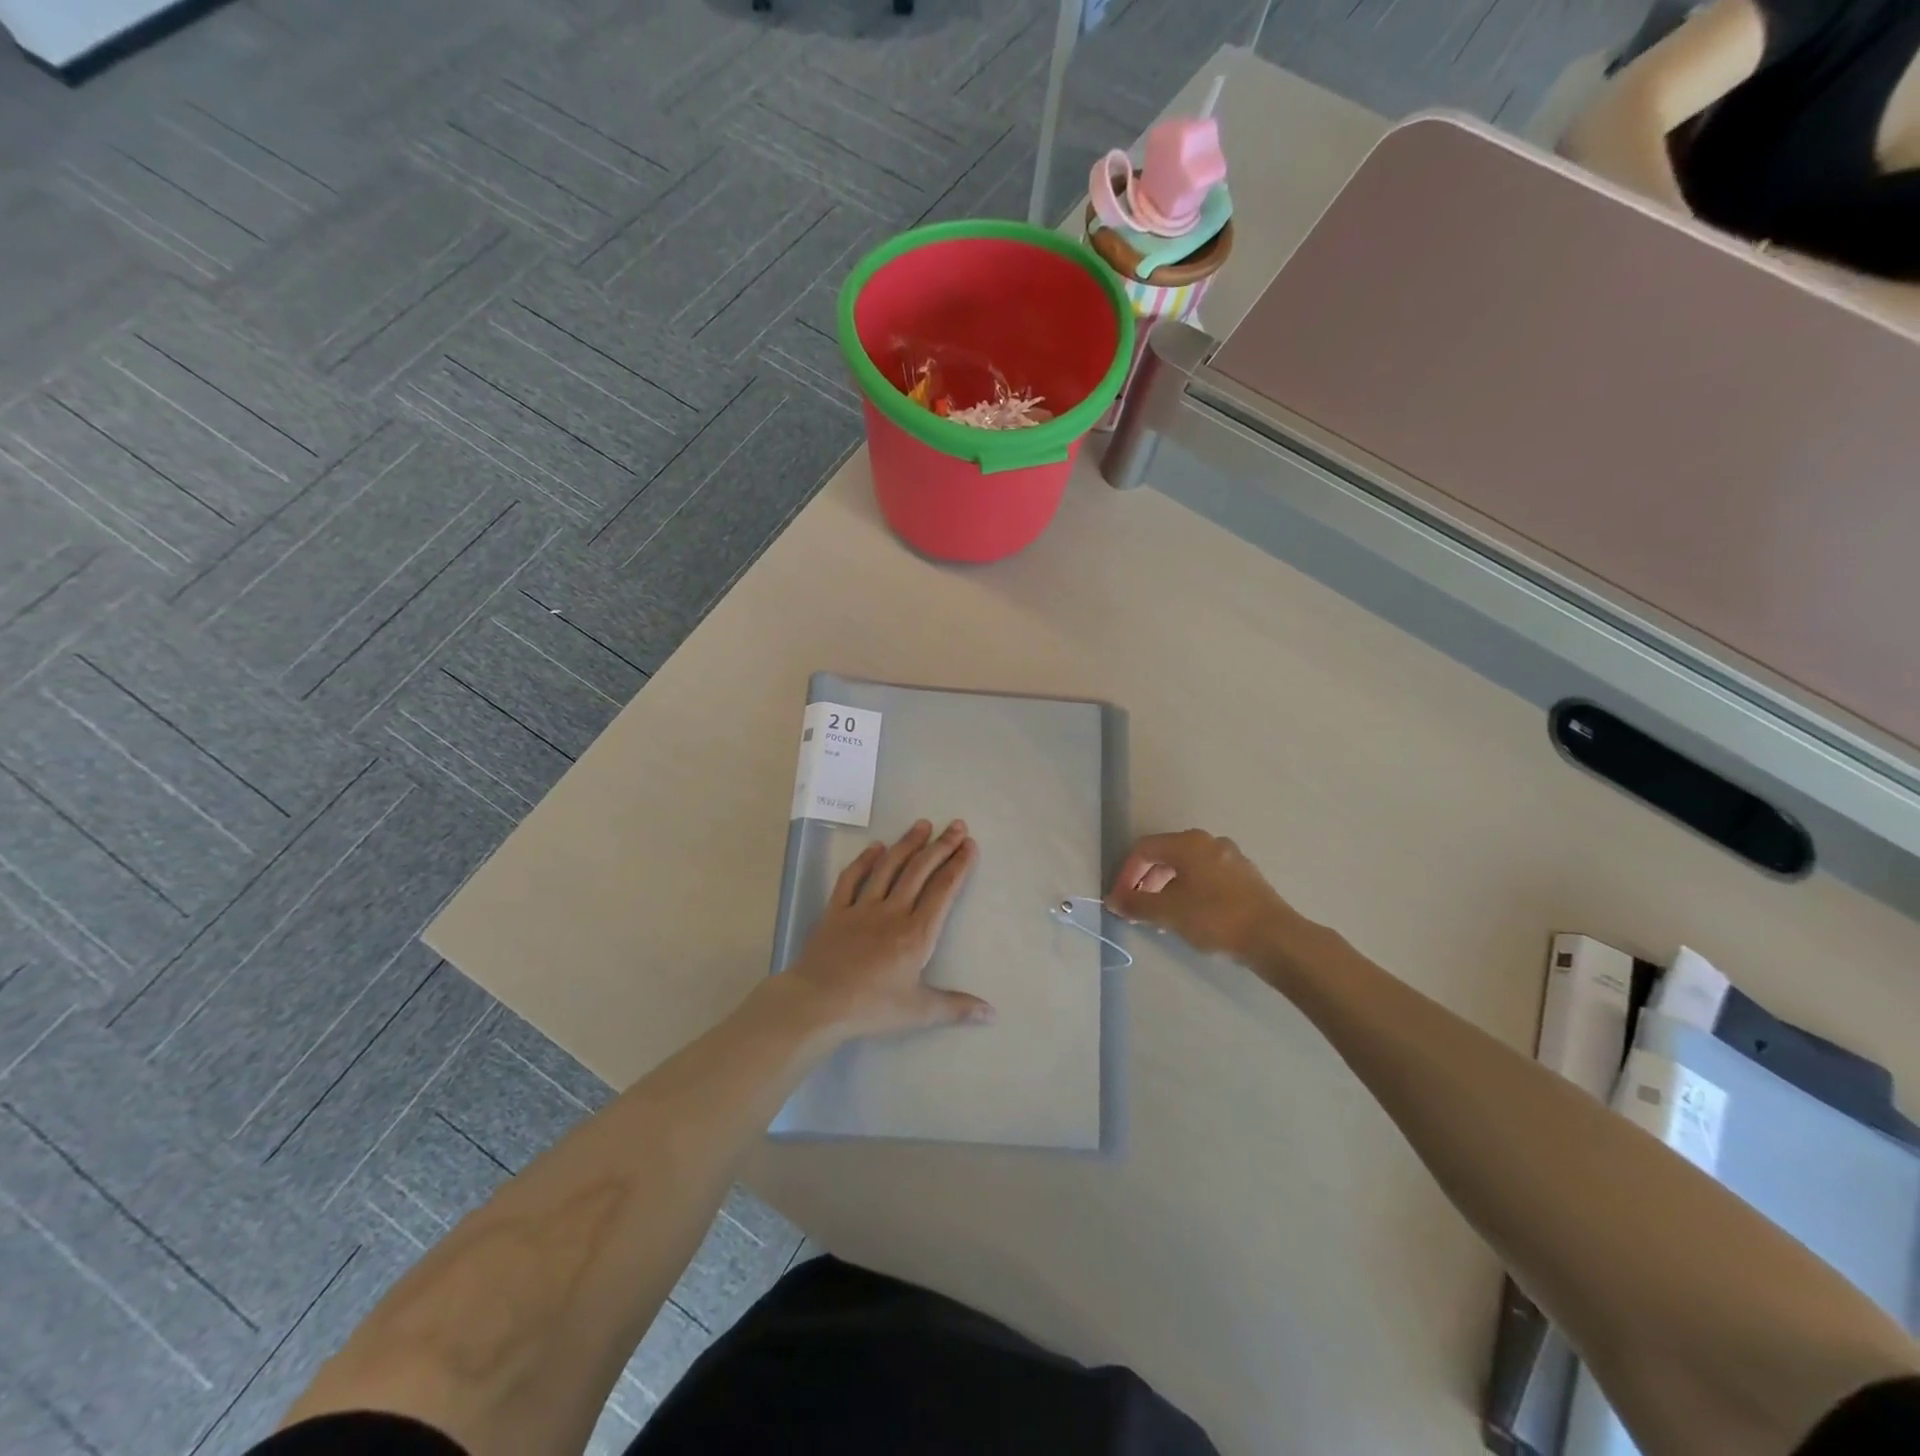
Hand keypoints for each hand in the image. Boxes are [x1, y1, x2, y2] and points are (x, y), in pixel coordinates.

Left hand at [783, 819, 991, 1038]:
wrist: (817, 1003)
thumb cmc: (871, 1008)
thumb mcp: (918, 1011)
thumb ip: (956, 1007)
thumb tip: (993, 1014)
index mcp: (916, 933)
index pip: (943, 890)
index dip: (958, 865)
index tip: (969, 845)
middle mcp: (893, 912)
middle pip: (920, 871)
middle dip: (941, 846)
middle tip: (956, 825)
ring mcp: (862, 908)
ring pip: (889, 867)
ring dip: (907, 844)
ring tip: (922, 825)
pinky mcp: (836, 911)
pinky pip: (851, 878)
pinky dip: (864, 860)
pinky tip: (875, 847)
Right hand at [1106, 829, 1293, 963]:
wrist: (1275, 938)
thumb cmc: (1215, 918)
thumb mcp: (1168, 913)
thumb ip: (1136, 904)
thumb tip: (1113, 900)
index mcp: (1188, 843)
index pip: (1144, 849)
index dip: (1126, 874)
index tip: (1120, 901)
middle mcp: (1209, 842)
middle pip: (1166, 856)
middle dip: (1146, 882)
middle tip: (1138, 910)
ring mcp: (1231, 858)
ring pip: (1187, 868)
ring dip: (1167, 889)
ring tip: (1162, 918)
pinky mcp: (1246, 877)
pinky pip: (1207, 877)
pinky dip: (1190, 892)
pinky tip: (1190, 917)